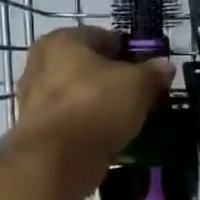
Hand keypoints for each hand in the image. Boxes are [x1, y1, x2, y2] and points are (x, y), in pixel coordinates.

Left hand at [13, 26, 173, 170]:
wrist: (55, 161)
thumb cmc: (96, 107)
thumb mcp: (137, 85)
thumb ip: (153, 72)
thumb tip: (165, 66)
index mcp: (62, 40)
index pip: (105, 37)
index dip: (132, 52)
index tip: (151, 72)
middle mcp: (42, 63)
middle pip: (90, 67)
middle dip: (116, 80)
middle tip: (143, 96)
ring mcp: (34, 98)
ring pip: (81, 95)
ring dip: (103, 105)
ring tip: (130, 120)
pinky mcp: (36, 130)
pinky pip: (73, 121)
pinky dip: (90, 126)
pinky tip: (111, 138)